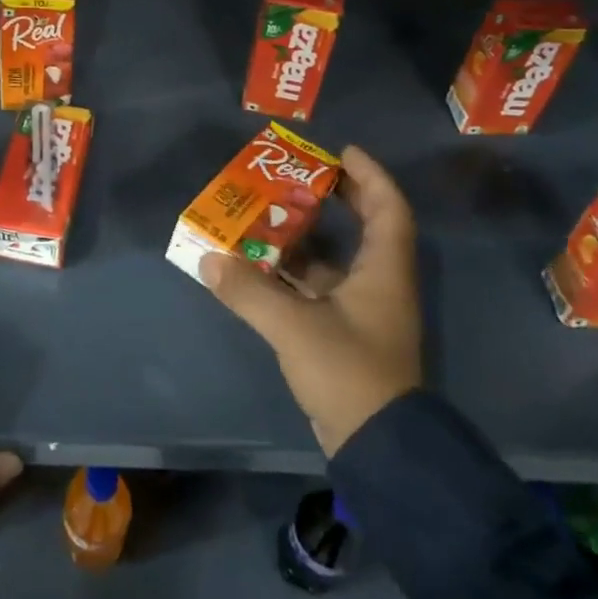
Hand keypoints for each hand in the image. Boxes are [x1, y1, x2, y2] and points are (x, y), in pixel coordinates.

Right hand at [198, 145, 421, 456]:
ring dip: (302, 238)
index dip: (370, 175)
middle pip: (363, 228)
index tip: (341, 152)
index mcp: (383, 271)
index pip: (389, 208)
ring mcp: (361, 312)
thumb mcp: (295, 327)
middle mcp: (377, 284)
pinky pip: (316, 289)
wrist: (378, 446)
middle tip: (296, 178)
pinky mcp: (344, 335)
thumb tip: (208, 259)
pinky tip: (256, 268)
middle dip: (333, 199)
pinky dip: (290, 275)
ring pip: (333, 261)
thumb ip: (249, 291)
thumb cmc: (349, 372)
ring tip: (263, 216)